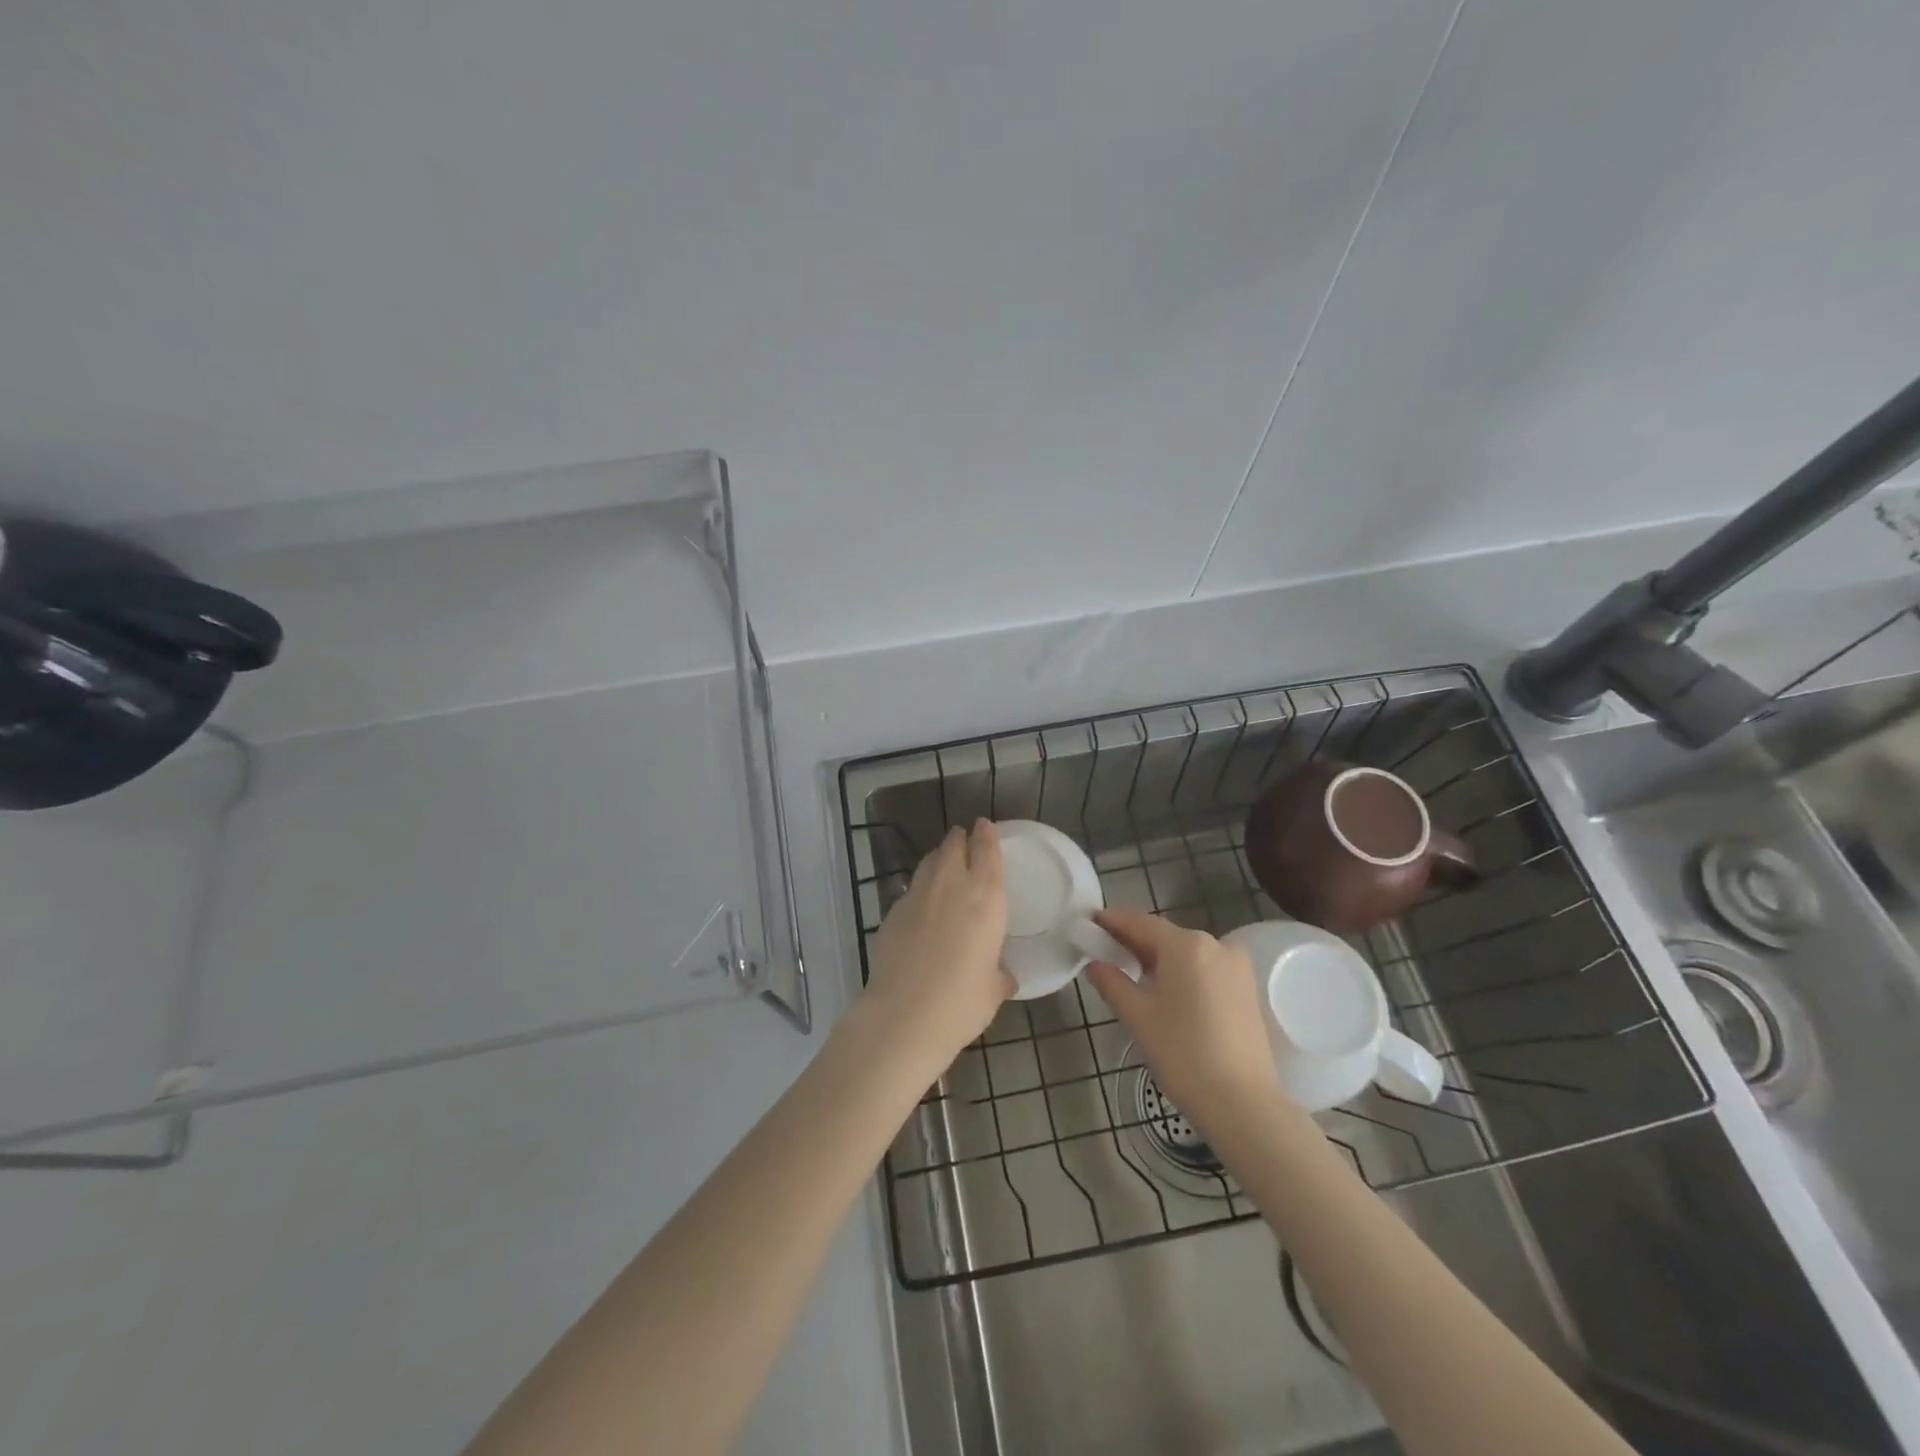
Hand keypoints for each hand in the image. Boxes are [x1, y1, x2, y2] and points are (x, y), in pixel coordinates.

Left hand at [863, 821, 1013, 1066]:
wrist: (903, 1016)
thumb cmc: (962, 1002)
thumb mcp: (992, 990)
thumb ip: (999, 974)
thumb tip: (1002, 976)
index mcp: (985, 897)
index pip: (987, 850)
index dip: (986, 834)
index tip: (985, 825)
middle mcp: (951, 885)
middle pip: (954, 845)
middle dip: (960, 839)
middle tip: (965, 839)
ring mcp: (917, 895)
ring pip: (930, 860)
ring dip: (939, 856)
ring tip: (945, 862)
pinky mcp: (892, 911)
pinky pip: (911, 888)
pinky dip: (920, 887)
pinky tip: (923, 903)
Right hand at [1085, 909, 1284, 1132]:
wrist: (1243, 1104)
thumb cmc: (1182, 1053)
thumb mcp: (1137, 1016)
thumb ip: (1111, 982)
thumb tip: (1095, 964)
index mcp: (1186, 944)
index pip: (1139, 922)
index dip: (1112, 921)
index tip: (1089, 923)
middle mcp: (1215, 944)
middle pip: (1164, 936)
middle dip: (1134, 942)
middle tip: (1104, 952)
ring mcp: (1236, 967)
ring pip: (1186, 953)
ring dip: (1158, 959)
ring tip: (1131, 975)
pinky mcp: (1247, 989)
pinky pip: (1205, 969)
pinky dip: (1182, 973)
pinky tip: (1165, 992)